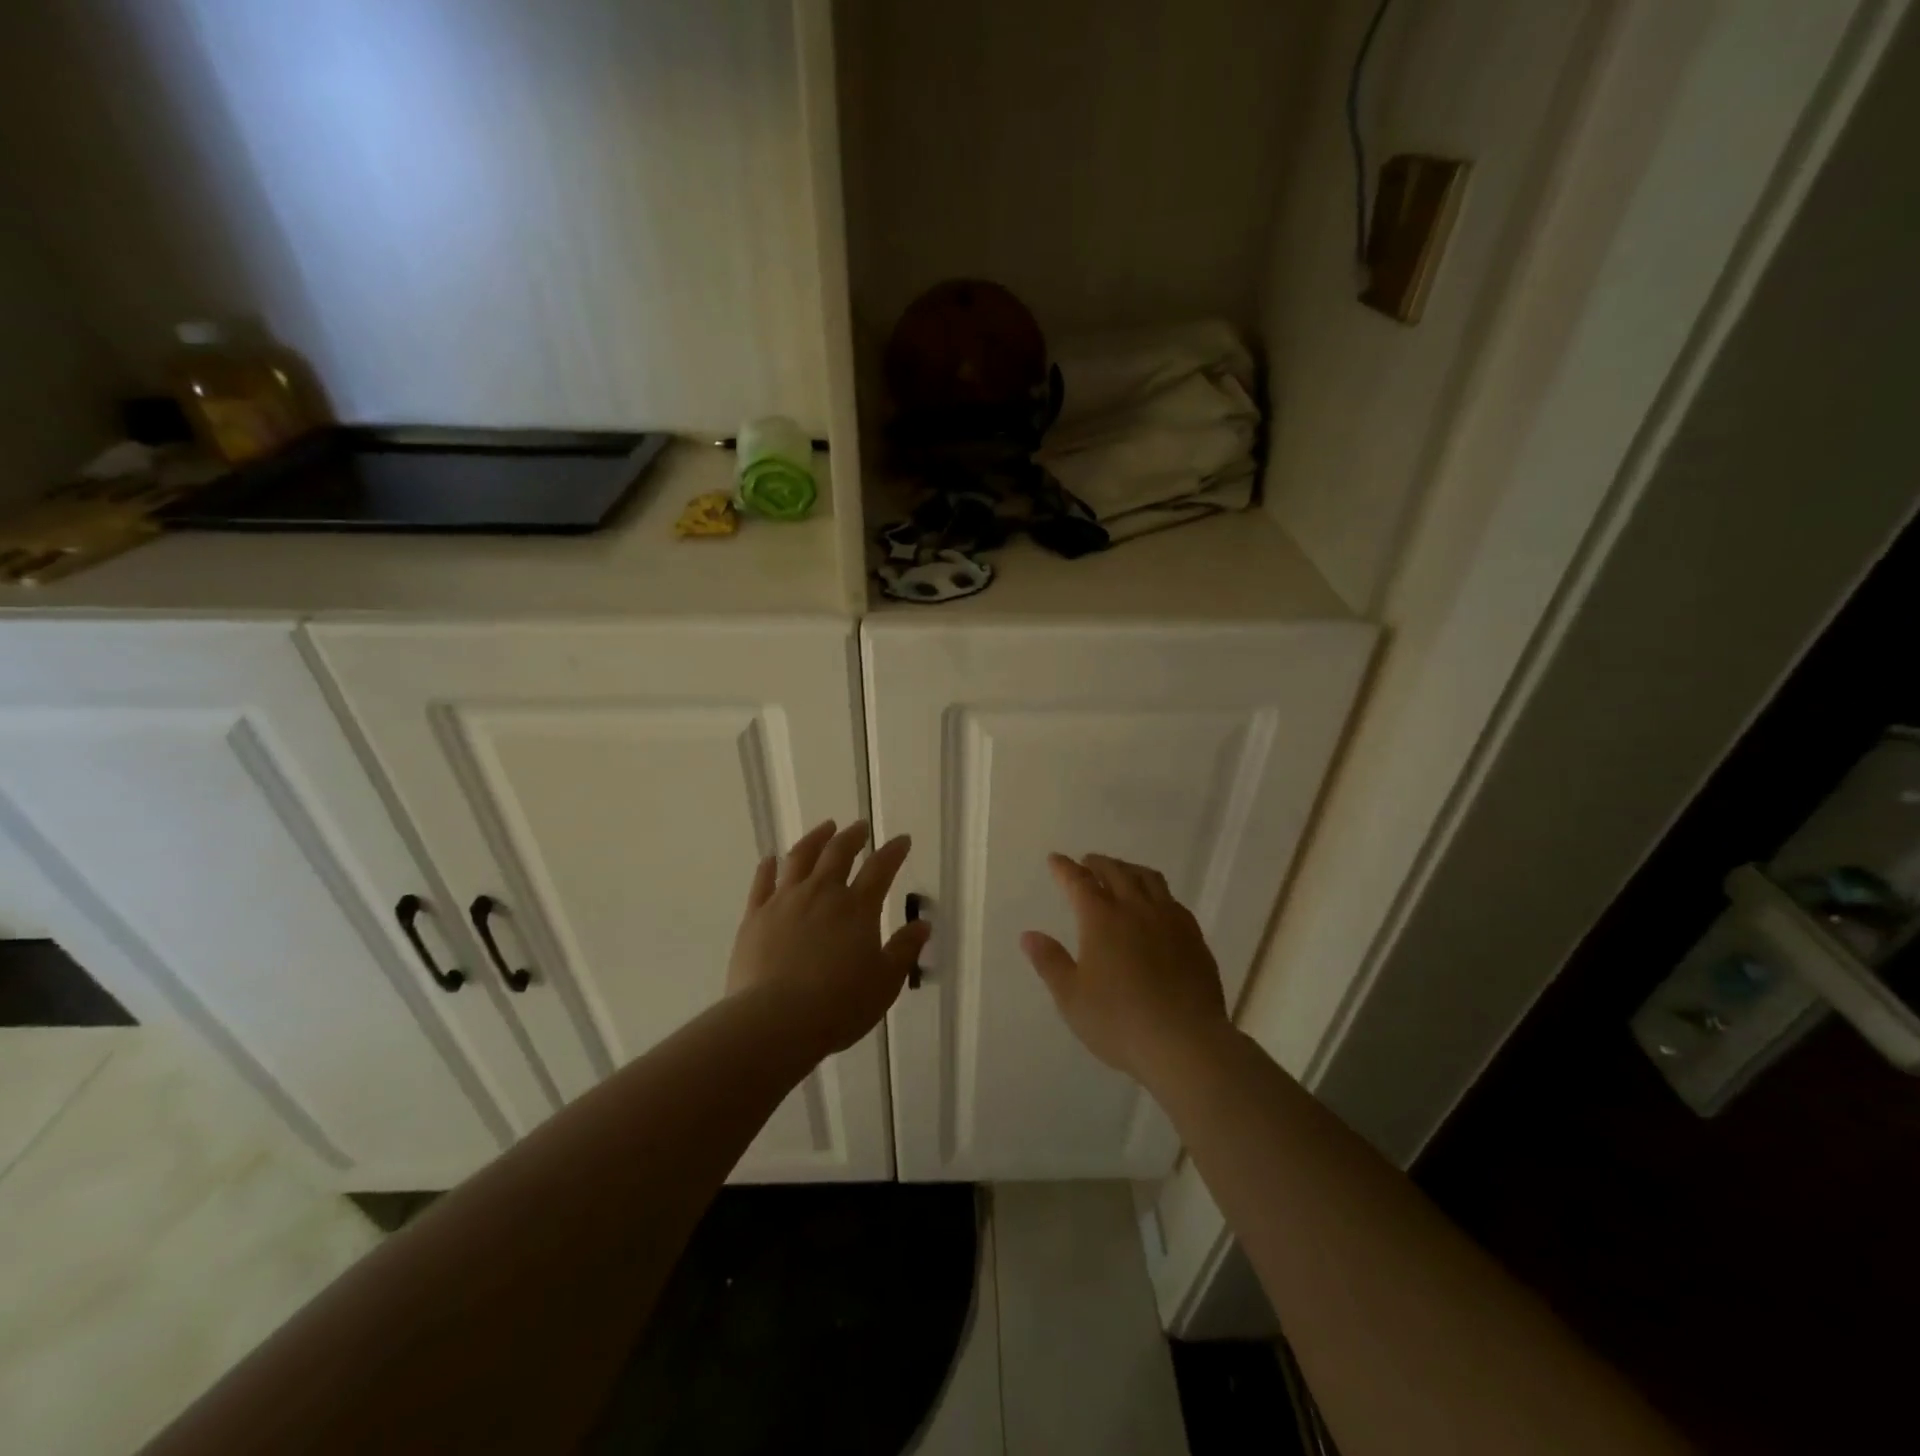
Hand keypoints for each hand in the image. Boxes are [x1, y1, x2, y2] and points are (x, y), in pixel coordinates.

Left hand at [727, 820, 929, 1056]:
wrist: (775, 1021)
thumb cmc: (838, 1005)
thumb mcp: (884, 983)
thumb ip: (903, 950)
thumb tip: (922, 925)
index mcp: (857, 908)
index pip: (880, 869)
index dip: (893, 852)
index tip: (902, 839)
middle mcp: (821, 894)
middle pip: (838, 853)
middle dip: (853, 836)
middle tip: (860, 826)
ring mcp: (784, 902)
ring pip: (800, 858)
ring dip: (815, 839)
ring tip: (824, 828)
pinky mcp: (754, 917)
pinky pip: (762, 883)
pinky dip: (768, 867)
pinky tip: (770, 859)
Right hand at [1021, 853, 1230, 1084]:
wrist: (1186, 1042)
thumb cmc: (1119, 1021)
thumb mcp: (1071, 998)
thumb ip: (1050, 962)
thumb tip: (1029, 935)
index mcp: (1102, 919)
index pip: (1079, 882)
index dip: (1065, 868)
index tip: (1055, 859)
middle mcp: (1136, 909)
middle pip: (1116, 872)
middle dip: (1098, 863)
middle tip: (1087, 862)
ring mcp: (1169, 920)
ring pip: (1149, 879)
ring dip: (1129, 870)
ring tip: (1121, 873)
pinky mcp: (1194, 937)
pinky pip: (1172, 900)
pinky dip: (1156, 892)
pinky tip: (1156, 906)